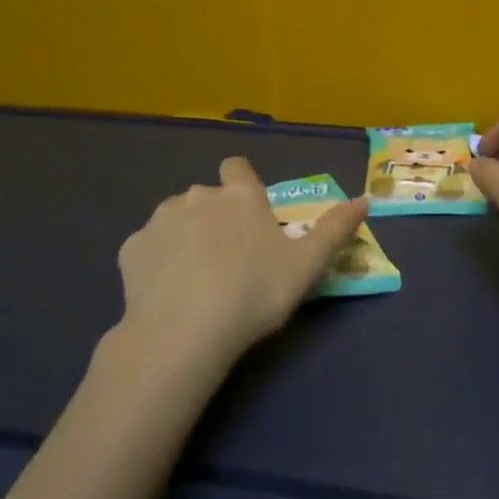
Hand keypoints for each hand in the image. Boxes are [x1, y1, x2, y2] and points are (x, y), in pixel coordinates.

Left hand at [113, 157, 369, 377]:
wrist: (185, 331)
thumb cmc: (255, 292)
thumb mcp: (308, 264)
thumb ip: (336, 228)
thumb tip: (366, 198)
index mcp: (240, 196)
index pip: (238, 168)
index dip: (243, 185)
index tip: (251, 215)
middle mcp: (198, 196)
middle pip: (208, 196)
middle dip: (217, 216)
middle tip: (231, 258)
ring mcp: (160, 220)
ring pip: (175, 217)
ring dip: (186, 234)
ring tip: (197, 276)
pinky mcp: (132, 249)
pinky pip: (149, 246)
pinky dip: (158, 260)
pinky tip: (168, 291)